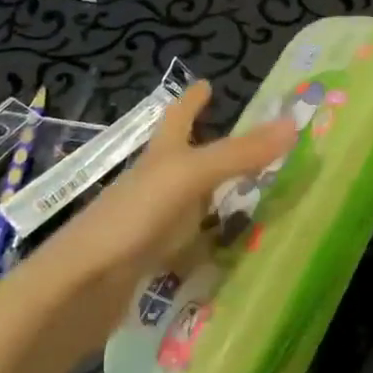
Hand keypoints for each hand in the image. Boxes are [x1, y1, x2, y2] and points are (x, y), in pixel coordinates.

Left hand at [43, 82, 295, 333]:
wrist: (79, 289)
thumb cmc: (133, 217)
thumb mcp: (190, 177)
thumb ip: (239, 154)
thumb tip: (293, 122)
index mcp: (160, 156)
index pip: (177, 117)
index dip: (191, 100)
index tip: (206, 83)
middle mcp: (153, 184)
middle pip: (183, 159)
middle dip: (209, 149)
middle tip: (250, 148)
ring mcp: (149, 224)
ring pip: (188, 204)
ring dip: (214, 199)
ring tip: (251, 200)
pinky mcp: (148, 262)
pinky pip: (187, 246)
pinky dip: (208, 245)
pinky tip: (229, 254)